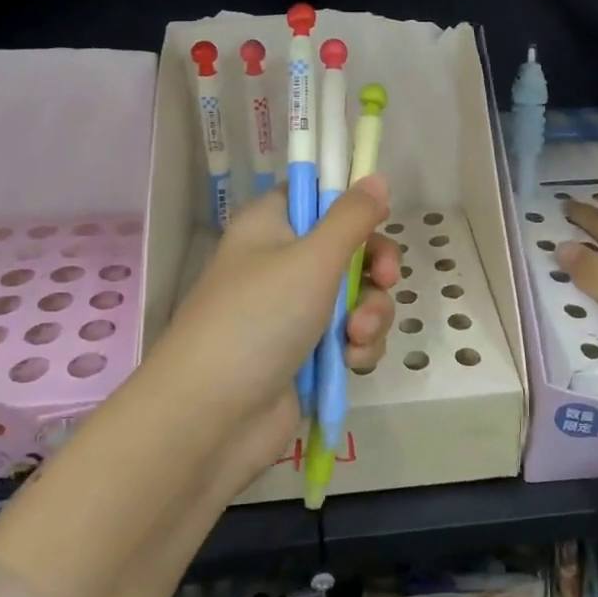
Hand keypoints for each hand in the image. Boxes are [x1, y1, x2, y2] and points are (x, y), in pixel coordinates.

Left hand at [151, 175, 397, 482]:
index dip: (350, 202)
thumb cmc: (259, 319)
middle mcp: (282, 262)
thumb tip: (376, 177)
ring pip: (357, 294)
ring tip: (357, 336)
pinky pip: (350, 335)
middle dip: (375, 267)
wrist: (212, 419)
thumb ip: (352, 217)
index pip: (315, 194)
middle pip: (349, 246)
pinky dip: (358, 345)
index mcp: (270, 225)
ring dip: (371, 313)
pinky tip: (352, 361)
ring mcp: (294, 310)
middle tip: (385, 279)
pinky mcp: (307, 353)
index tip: (379, 217)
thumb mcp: (312, 259)